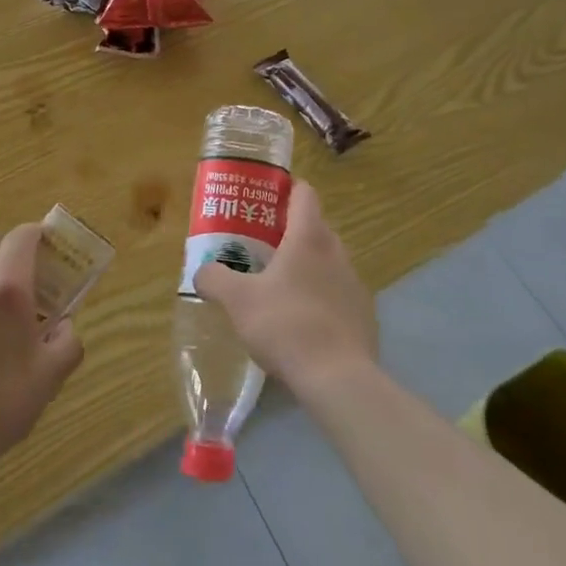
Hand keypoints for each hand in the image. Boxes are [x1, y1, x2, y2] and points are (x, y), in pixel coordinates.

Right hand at [194, 182, 376, 395]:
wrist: (338, 377)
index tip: (267, 196)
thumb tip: (201, 272)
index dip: (287, 188)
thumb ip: (215, 279)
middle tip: (262, 244)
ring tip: (279, 285)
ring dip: (307, 266)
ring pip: (328, 261)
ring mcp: (354, 283)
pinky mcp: (363, 314)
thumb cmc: (285, 325)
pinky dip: (321, 297)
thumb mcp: (238, 301)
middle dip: (290, 231)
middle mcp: (337, 252)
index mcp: (308, 238)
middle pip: (315, 227)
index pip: (304, 194)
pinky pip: (338, 294)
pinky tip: (302, 321)